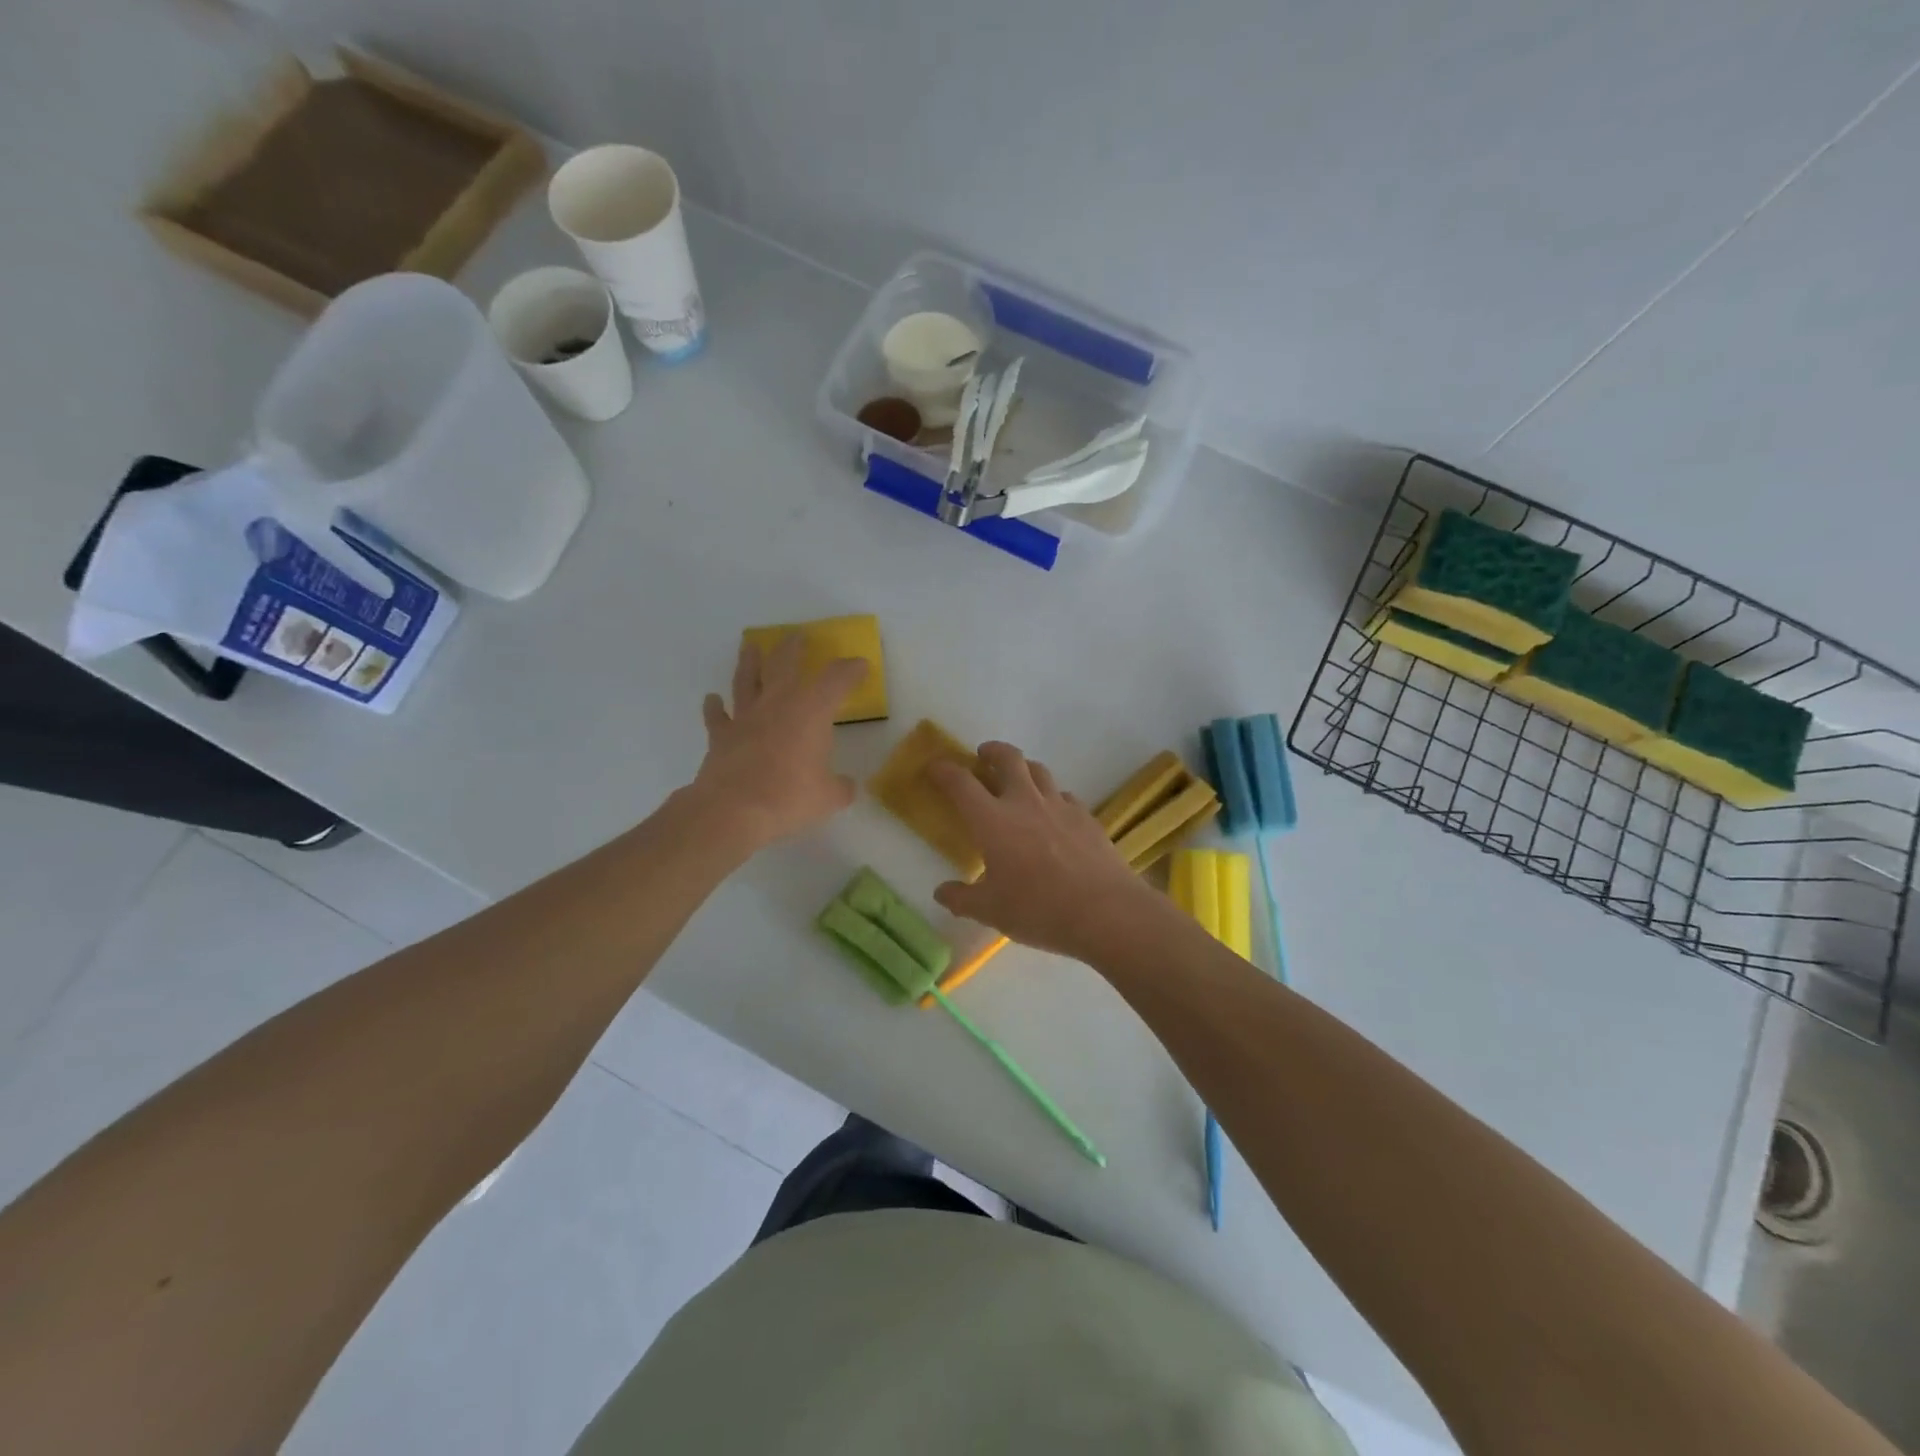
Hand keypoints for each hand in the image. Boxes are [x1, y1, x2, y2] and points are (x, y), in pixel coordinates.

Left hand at [690, 635, 864, 850]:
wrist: (732, 810)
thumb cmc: (788, 797)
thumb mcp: (828, 797)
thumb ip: (840, 787)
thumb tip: (846, 786)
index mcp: (811, 711)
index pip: (836, 680)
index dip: (851, 670)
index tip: (860, 665)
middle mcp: (778, 704)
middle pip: (785, 664)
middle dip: (794, 648)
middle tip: (798, 635)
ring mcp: (745, 717)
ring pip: (747, 680)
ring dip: (749, 662)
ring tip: (750, 647)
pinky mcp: (721, 736)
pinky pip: (717, 716)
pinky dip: (714, 707)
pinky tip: (712, 699)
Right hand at [929, 742, 1159, 960]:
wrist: (1105, 911)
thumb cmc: (1038, 909)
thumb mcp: (991, 911)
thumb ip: (962, 899)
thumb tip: (941, 892)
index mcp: (992, 820)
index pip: (961, 783)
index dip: (944, 770)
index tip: (934, 766)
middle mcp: (1024, 802)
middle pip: (1008, 758)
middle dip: (992, 751)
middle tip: (983, 756)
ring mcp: (1059, 806)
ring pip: (1039, 770)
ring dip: (1024, 768)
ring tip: (1018, 780)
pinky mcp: (1086, 816)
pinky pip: (1064, 795)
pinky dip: (1052, 796)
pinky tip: (1054, 814)